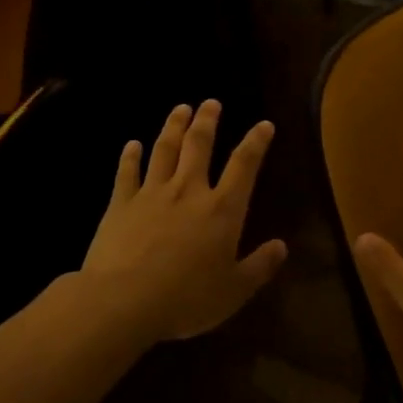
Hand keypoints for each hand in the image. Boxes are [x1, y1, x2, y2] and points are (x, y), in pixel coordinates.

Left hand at [81, 100, 288, 344]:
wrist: (123, 300)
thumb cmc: (186, 299)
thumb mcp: (234, 291)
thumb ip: (259, 266)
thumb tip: (281, 246)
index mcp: (221, 210)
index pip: (244, 166)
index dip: (256, 142)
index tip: (263, 124)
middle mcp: (188, 191)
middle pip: (199, 146)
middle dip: (207, 121)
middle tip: (211, 102)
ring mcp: (152, 194)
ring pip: (164, 150)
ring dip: (173, 127)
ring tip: (180, 108)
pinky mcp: (121, 204)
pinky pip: (127, 173)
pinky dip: (130, 157)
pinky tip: (132, 145)